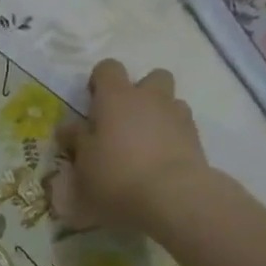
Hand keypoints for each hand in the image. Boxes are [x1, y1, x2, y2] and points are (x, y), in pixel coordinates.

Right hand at [51, 61, 210, 232]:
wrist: (172, 197)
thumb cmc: (115, 175)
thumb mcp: (82, 162)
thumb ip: (76, 140)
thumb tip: (68, 127)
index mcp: (117, 97)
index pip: (108, 68)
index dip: (99, 81)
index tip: (92, 105)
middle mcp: (150, 98)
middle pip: (152, 77)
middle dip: (140, 93)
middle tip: (123, 121)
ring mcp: (178, 116)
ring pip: (170, 102)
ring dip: (158, 115)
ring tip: (144, 144)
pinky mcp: (196, 138)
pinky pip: (182, 127)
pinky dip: (171, 137)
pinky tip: (160, 161)